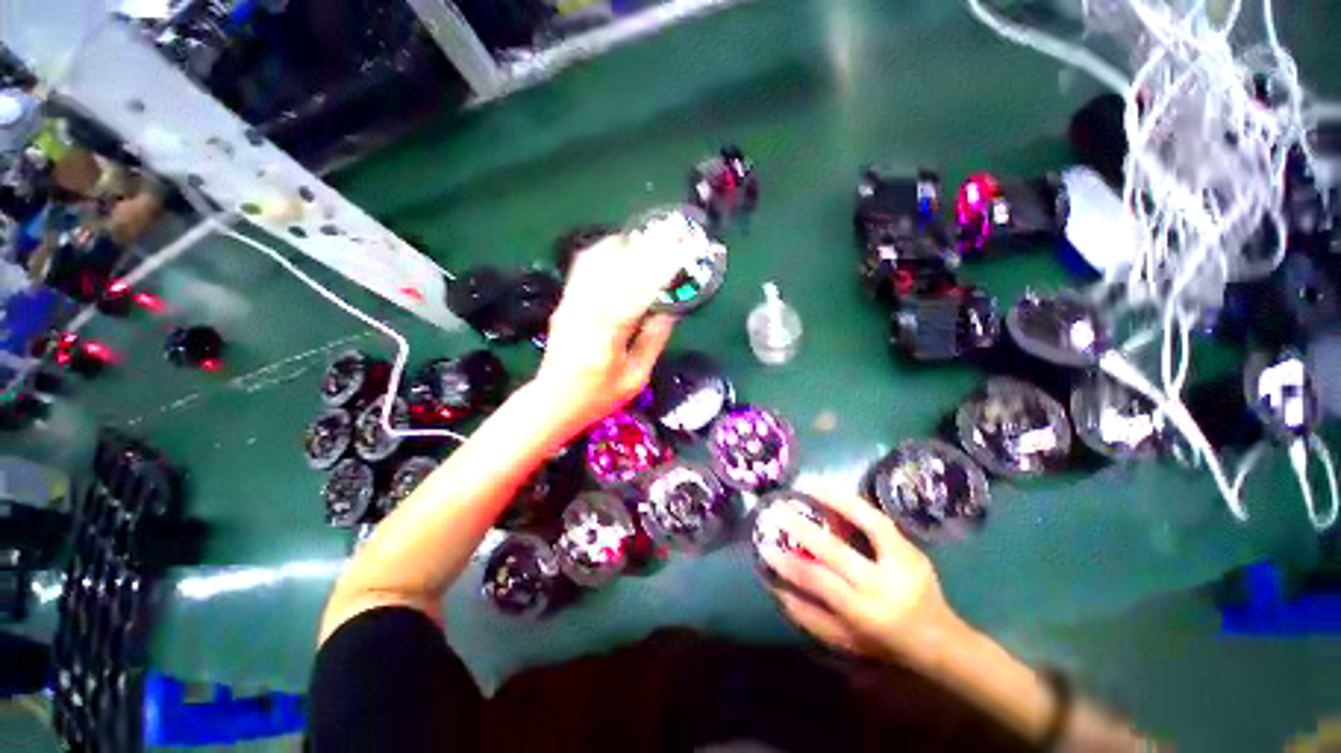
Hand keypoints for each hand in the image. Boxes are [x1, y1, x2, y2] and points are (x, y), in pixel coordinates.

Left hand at [535, 233, 689, 429]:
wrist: (552, 401)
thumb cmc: (597, 397)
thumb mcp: (634, 379)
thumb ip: (652, 343)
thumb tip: (668, 312)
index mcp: (606, 340)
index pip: (633, 297)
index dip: (656, 273)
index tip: (677, 255)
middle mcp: (585, 316)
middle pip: (613, 271)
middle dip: (642, 250)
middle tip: (666, 236)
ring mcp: (570, 306)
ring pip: (594, 263)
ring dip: (621, 245)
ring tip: (644, 237)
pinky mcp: (563, 304)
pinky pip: (582, 269)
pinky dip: (602, 253)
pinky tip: (617, 248)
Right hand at [759, 483, 966, 665]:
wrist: (942, 640)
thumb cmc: (887, 644)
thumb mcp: (846, 642)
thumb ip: (809, 618)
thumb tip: (776, 587)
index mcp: (867, 613)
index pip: (821, 583)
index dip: (790, 565)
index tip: (765, 547)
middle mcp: (885, 586)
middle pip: (837, 551)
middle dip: (801, 528)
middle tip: (776, 510)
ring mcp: (903, 561)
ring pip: (867, 522)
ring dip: (832, 498)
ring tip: (805, 483)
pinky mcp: (911, 547)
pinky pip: (878, 518)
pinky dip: (852, 500)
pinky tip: (831, 489)